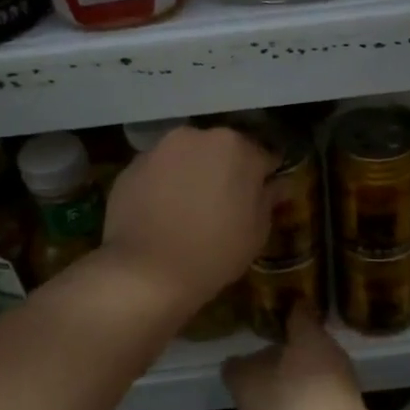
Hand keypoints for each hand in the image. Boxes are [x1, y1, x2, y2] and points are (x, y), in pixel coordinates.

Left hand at [102, 124, 274, 309]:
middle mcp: (195, 136)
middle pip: (220, 150)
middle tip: (224, 203)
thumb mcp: (256, 231)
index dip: (264, 177)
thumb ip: (269, 199)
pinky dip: (163, 185)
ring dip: (192, 174)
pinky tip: (162, 214)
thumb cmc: (214, 251)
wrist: (146, 272)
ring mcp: (158, 150)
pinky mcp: (130, 168)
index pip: (262, 156)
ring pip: (185, 158)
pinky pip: (157, 172)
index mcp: (235, 146)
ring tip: (189, 209)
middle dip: (225, 170)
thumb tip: (279, 184)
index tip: (261, 196)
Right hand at [222, 308, 378, 409]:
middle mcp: (328, 363)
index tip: (260, 320)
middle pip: (290, 361)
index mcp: (311, 340)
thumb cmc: (288, 408)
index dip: (279, 314)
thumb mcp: (246, 384)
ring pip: (292, 398)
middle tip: (235, 393)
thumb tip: (236, 365)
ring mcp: (336, 398)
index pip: (297, 314)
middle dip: (260, 380)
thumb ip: (237, 370)